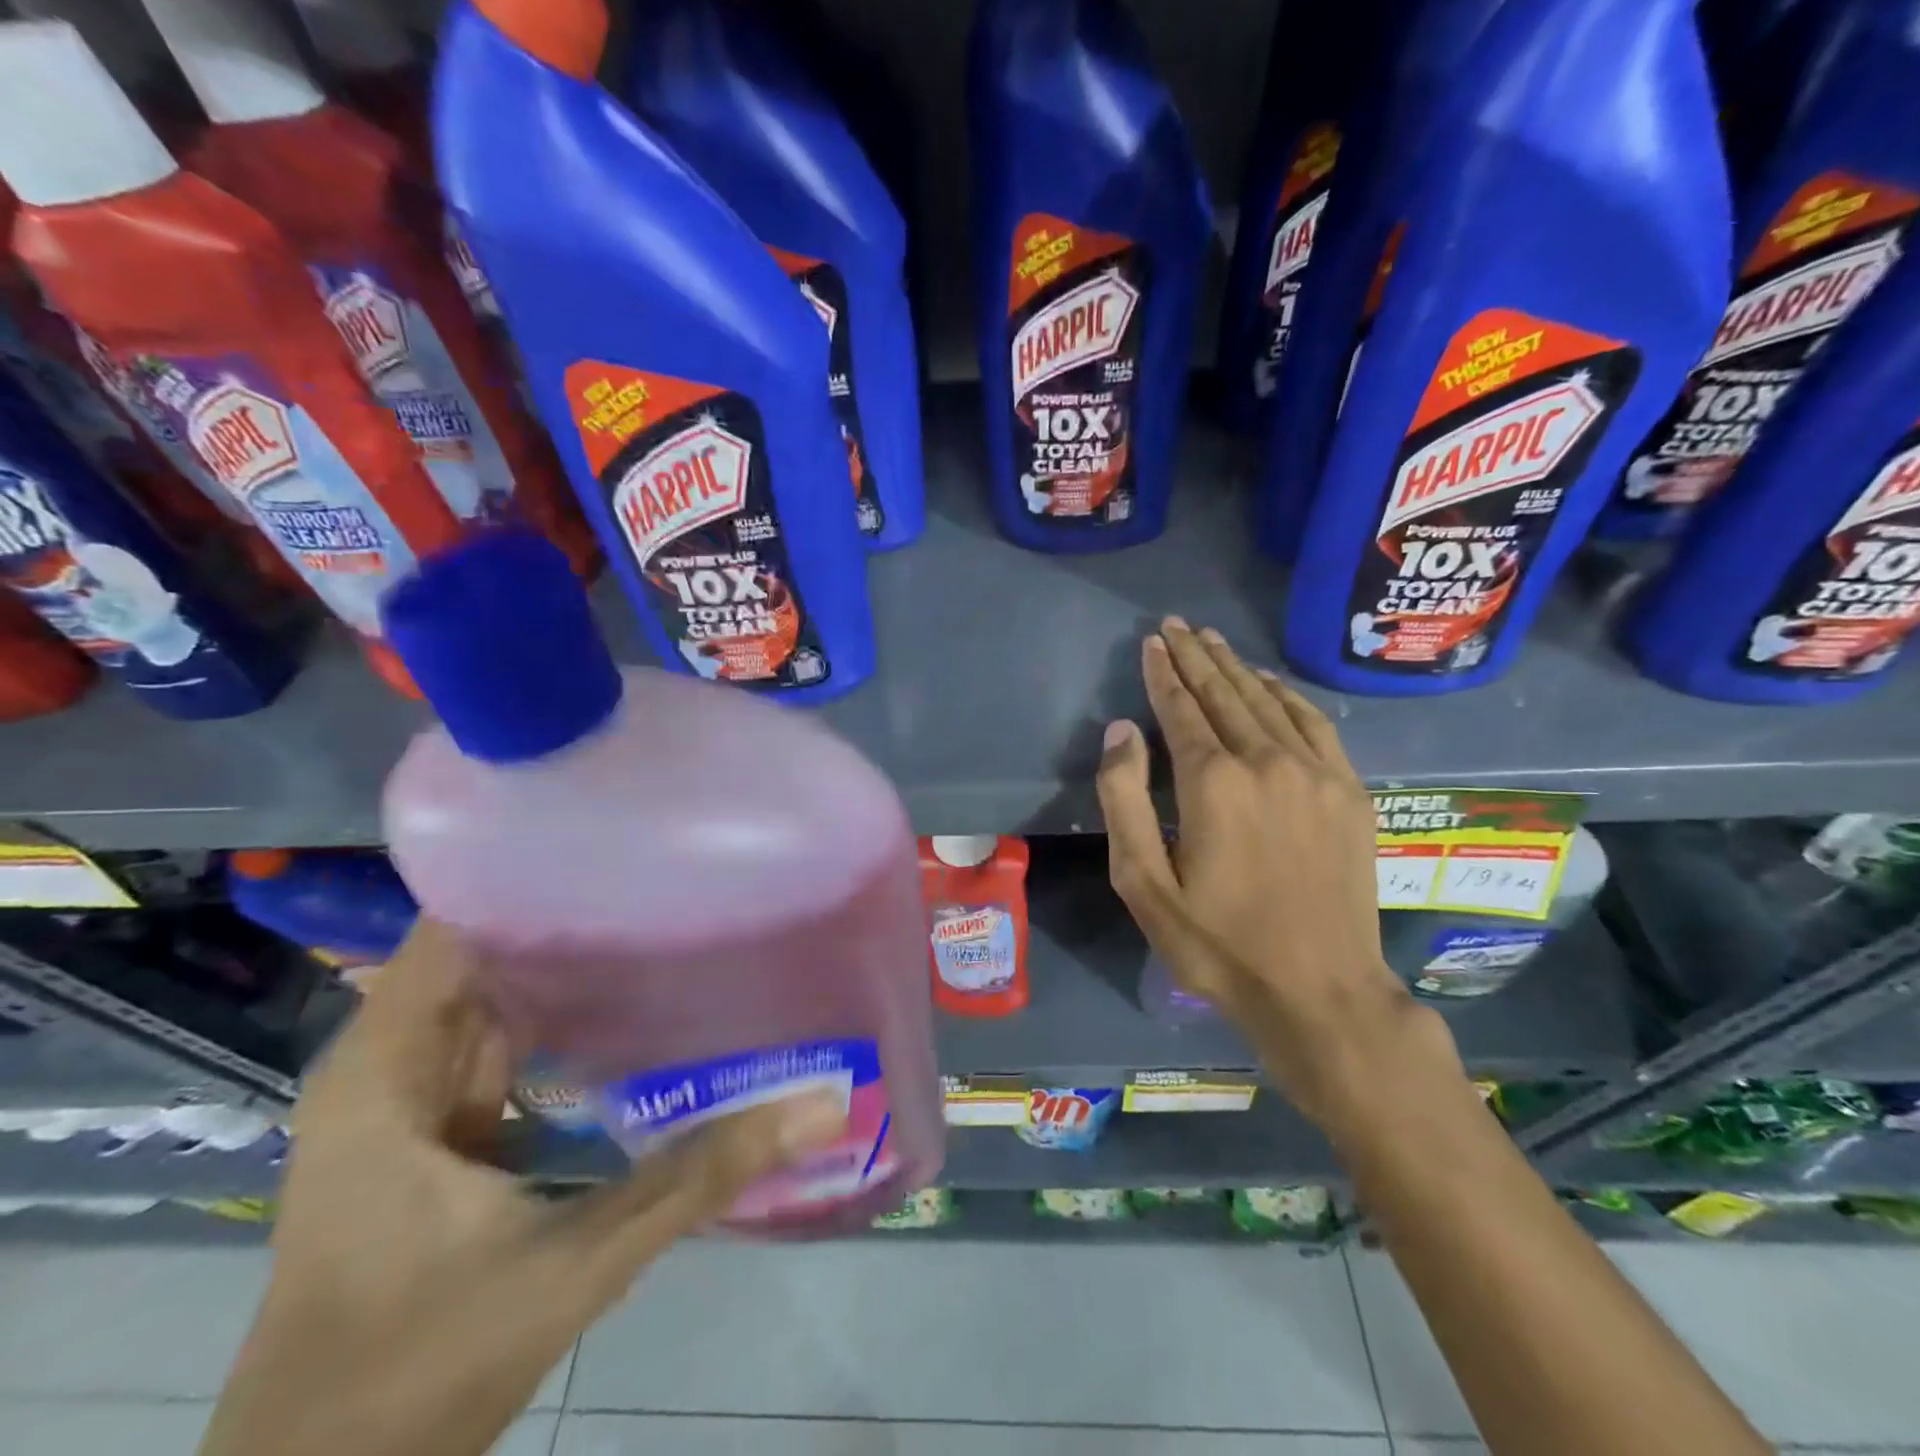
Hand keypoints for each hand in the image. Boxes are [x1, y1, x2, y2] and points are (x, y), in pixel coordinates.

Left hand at [202, 920, 844, 1455]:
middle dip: (572, 911)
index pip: (453, 924)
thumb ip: (699, 1176)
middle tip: (672, 872)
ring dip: (573, 964)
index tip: (626, 839)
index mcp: (385, 1068)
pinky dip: (567, 1022)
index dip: (531, 873)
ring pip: (500, 999)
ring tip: (667, 915)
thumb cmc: (415, 1373)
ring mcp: (413, 1104)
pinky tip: (637, 1006)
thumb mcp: (575, 1262)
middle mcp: (391, 1066)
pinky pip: (510, 1047)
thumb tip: (819, 1104)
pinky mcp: (442, 1138)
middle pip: (486, 952)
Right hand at [1096, 619, 1456, 1127]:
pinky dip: (1287, 695)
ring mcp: (1316, 773)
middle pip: (1224, 694)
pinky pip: (1314, 724)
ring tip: (1213, 640)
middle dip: (1196, 655)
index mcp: (1213, 783)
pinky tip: (1269, 682)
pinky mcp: (1349, 791)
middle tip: (1177, 624)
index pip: (1181, 709)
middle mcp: (1266, 761)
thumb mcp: (1143, 884)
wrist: (1319, 991)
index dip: (1163, 672)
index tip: (1152, 642)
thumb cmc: (1217, 944)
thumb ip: (1124, 800)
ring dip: (1236, 667)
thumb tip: (1120, 731)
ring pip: (1268, 701)